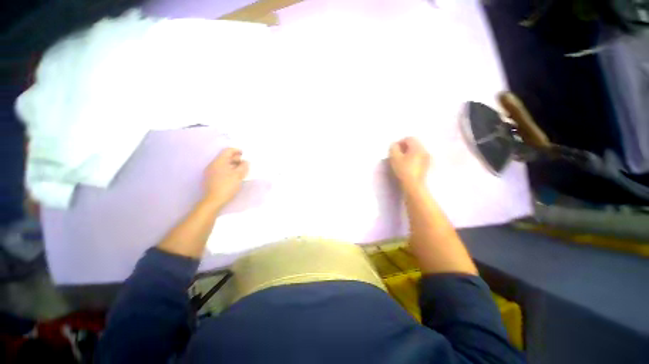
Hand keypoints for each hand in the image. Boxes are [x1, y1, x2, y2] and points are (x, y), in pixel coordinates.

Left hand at [203, 148, 248, 208]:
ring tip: (241, 170)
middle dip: (236, 158)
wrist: (214, 200)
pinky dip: (229, 170)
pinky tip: (234, 176)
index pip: (228, 151)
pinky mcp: (211, 178)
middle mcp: (213, 164)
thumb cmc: (227, 186)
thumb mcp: (238, 175)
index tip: (245, 154)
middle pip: (225, 157)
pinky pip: (221, 170)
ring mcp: (210, 172)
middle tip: (245, 163)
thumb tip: (245, 162)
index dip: (237, 150)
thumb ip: (243, 166)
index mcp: (219, 162)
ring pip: (223, 164)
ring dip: (233, 165)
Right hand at [389, 137, 429, 190]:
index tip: (394, 149)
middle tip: (397, 154)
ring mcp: (427, 158)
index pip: (409, 138)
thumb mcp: (394, 157)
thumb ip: (393, 148)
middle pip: (414, 144)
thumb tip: (394, 145)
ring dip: (409, 153)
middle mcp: (425, 150)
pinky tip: (407, 165)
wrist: (413, 184)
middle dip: (405, 147)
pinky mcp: (427, 165)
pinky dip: (413, 158)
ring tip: (401, 160)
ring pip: (417, 151)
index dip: (400, 142)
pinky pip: (419, 157)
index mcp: (418, 147)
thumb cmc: (403, 170)